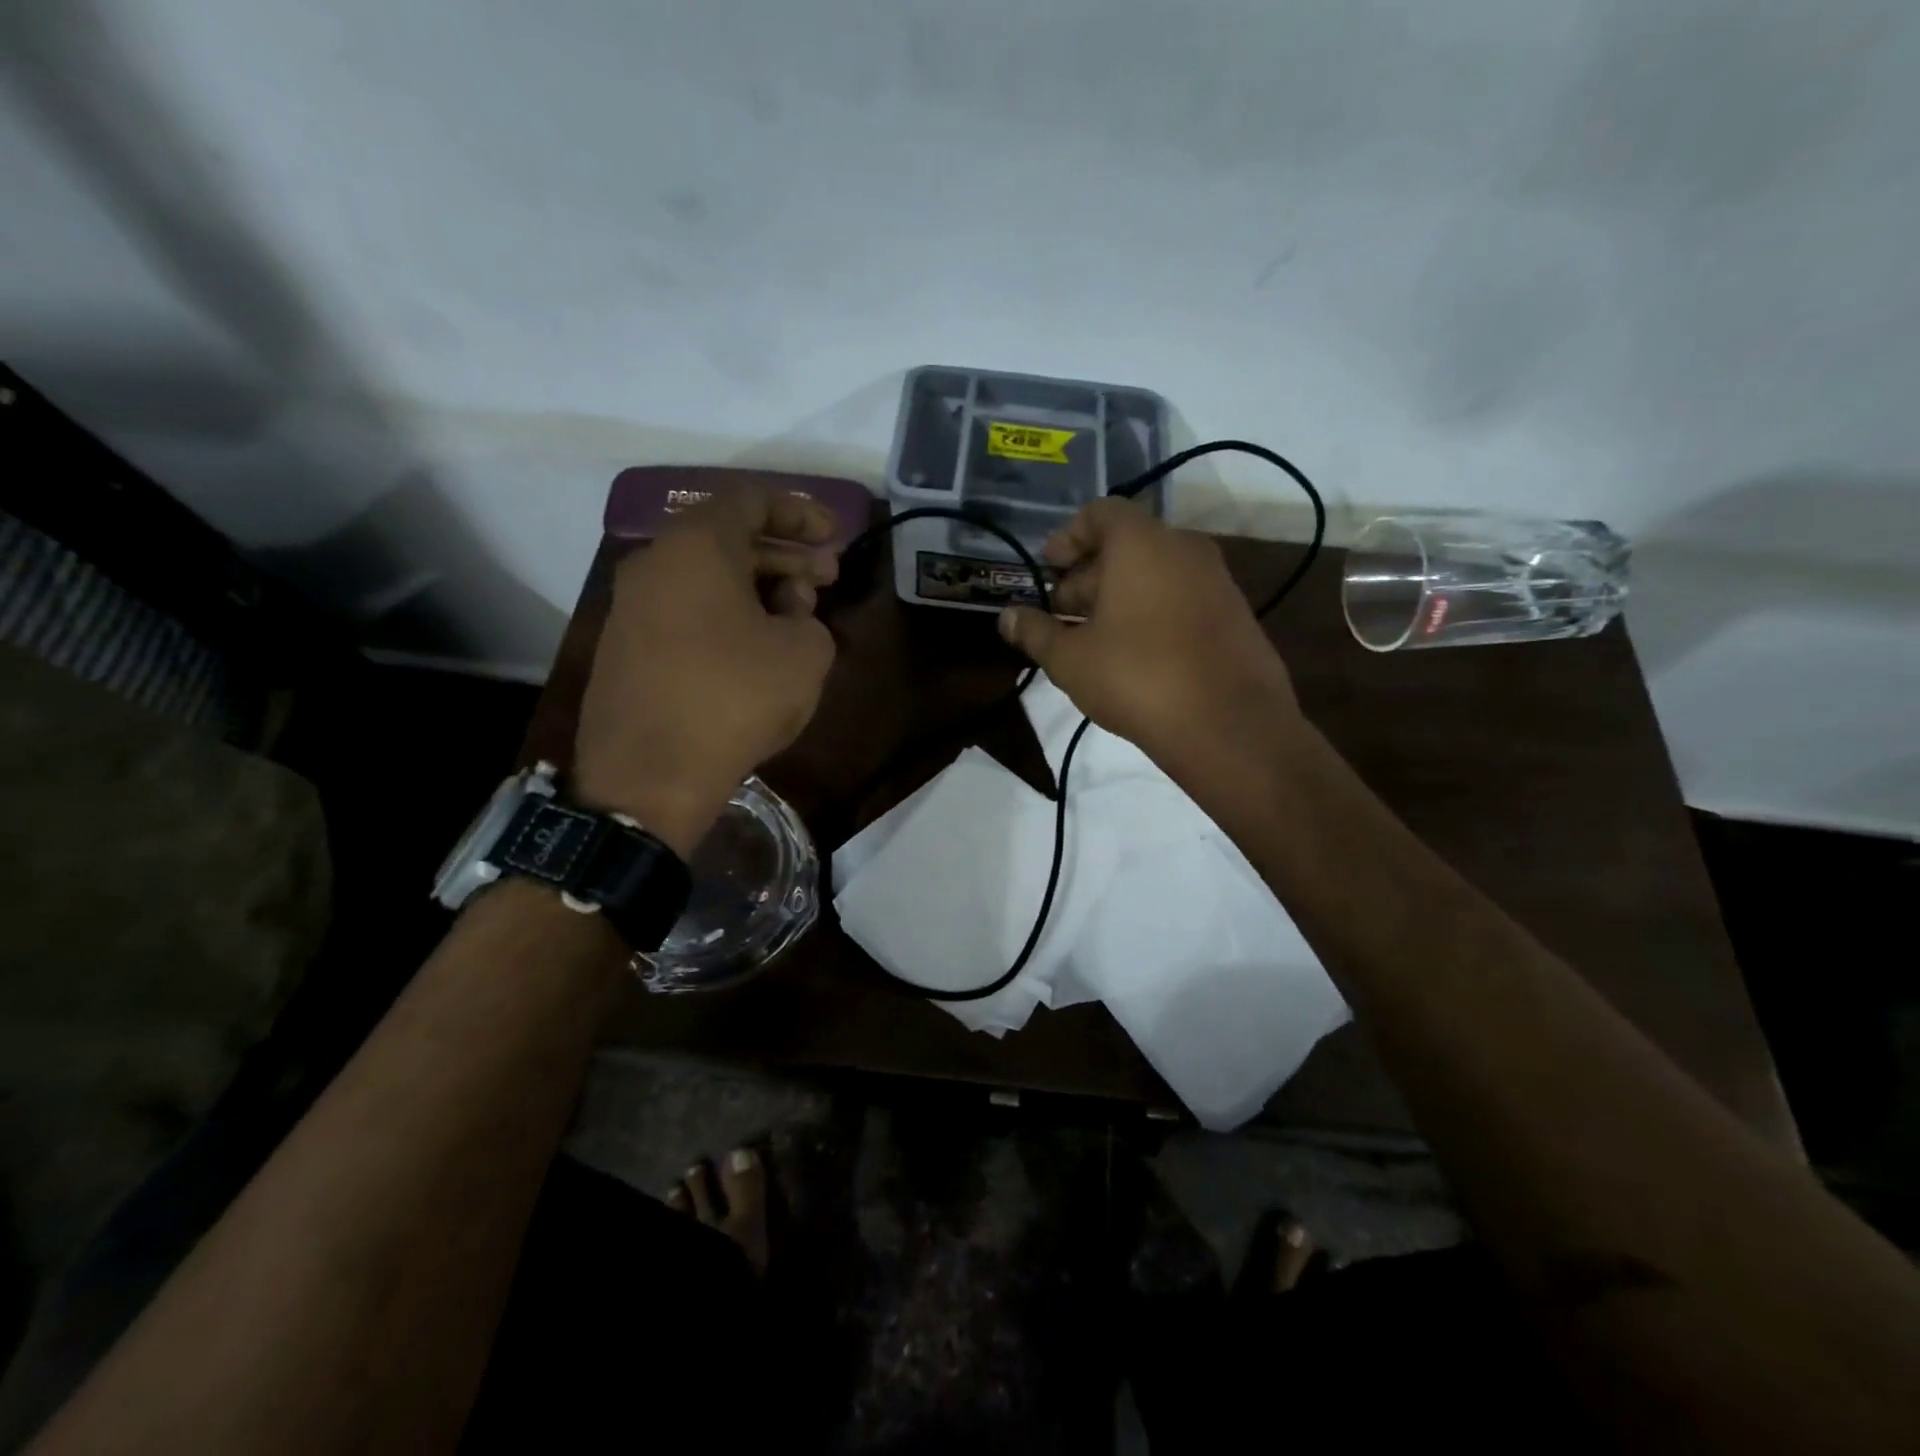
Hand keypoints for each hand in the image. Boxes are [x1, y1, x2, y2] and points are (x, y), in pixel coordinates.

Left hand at [573, 485, 840, 855]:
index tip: (835, 535)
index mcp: (696, 546)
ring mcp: (632, 605)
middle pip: (729, 538)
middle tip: (827, 579)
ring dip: (758, 587)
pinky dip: (727, 613)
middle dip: (785, 555)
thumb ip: (809, 616)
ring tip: (799, 617)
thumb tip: (788, 611)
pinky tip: (757, 648)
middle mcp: (655, 562)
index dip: (801, 514)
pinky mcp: (626, 646)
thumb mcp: (805, 654)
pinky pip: (686, 609)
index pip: (752, 500)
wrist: (647, 777)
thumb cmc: (734, 699)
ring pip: (707, 577)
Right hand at [996, 498, 1302, 775]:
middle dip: (1087, 575)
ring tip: (1092, 640)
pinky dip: (1151, 611)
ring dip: (1118, 597)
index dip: (1066, 538)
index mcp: (1141, 543)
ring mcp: (1217, 580)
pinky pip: (1181, 597)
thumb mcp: (1070, 659)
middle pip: (1126, 544)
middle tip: (1060, 615)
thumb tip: (1007, 618)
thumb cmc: (1136, 678)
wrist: (1229, 725)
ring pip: (1155, 573)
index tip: (1047, 571)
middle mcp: (1184, 548)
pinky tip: (1134, 656)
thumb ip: (1035, 632)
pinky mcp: (1235, 614)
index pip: (1099, 512)